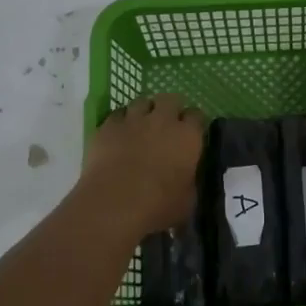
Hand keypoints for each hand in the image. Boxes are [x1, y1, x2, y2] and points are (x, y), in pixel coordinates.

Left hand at [80, 93, 205, 235]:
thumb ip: (190, 181)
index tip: (191, 133)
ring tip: (142, 125)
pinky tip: (119, 134)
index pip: (197, 116)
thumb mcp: (188, 200)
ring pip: (142, 102)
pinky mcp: (108, 127)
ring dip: (145, 111)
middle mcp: (163, 120)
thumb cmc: (159, 206)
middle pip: (171, 99)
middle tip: (167, 124)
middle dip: (171, 108)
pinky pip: (117, 115)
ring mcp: (133, 120)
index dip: (194, 123)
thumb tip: (188, 178)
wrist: (114, 204)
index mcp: (188, 136)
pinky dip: (121, 121)